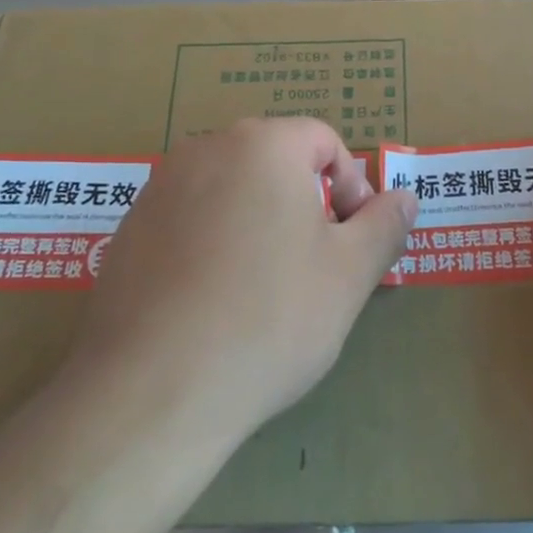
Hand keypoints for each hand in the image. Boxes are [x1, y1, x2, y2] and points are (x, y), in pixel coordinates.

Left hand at [72, 118, 418, 437]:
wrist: (151, 392)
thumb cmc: (269, 319)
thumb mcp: (349, 274)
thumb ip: (384, 225)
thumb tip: (404, 198)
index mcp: (262, 144)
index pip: (324, 141)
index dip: (351, 187)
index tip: (351, 243)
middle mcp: (205, 149)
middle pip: (275, 162)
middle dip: (306, 205)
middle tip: (315, 267)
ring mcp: (159, 189)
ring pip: (232, 191)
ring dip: (261, 224)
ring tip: (266, 290)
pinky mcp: (129, 230)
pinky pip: (191, 220)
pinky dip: (214, 245)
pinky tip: (215, 304)